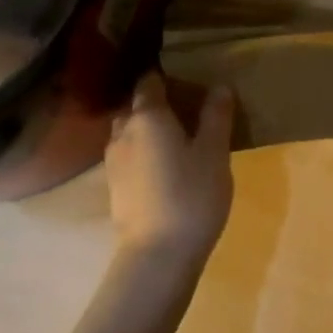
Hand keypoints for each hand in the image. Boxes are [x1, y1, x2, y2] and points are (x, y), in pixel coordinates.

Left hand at [105, 73, 234, 268]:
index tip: (187, 81)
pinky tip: (164, 169)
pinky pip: (128, 157)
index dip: (166, 78)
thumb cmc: (191, 195)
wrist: (157, 255)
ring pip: (129, 133)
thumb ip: (216, 117)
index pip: (150, 82)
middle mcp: (123, 131)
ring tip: (177, 142)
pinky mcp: (114, 187)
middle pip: (136, 107)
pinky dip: (143, 155)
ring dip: (148, 132)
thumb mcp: (215, 153)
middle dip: (157, 105)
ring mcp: (113, 161)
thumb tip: (219, 87)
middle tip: (187, 113)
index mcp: (148, 116)